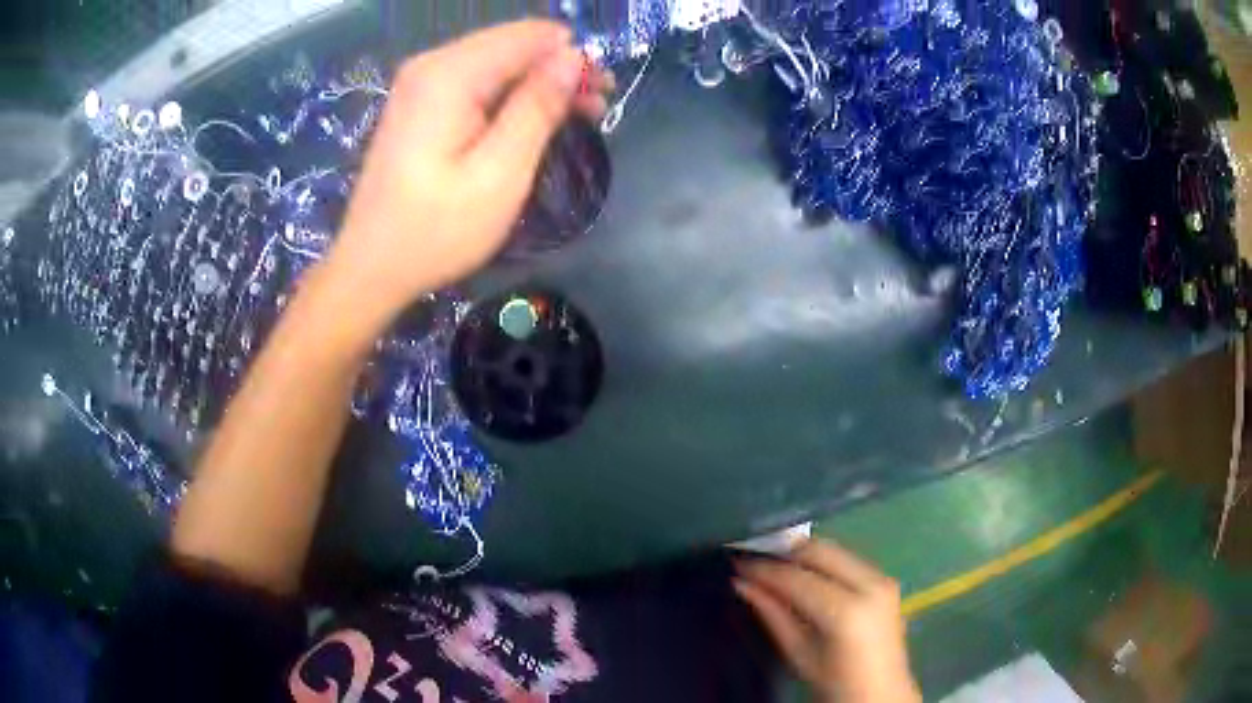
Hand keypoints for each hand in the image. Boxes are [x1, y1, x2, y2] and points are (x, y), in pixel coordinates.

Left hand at [326, 20, 612, 318]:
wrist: (371, 268)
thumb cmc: (436, 231)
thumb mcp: (499, 173)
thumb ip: (537, 107)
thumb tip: (573, 57)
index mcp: (449, 75)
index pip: (529, 37)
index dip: (573, 57)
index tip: (601, 92)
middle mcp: (432, 65)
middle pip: (513, 44)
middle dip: (559, 68)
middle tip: (596, 108)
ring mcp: (421, 83)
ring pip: (499, 61)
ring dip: (539, 83)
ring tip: (576, 116)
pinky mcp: (420, 103)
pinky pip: (478, 81)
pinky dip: (511, 96)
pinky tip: (532, 121)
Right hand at [735, 539, 920, 702]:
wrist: (881, 692)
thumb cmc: (835, 682)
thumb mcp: (799, 653)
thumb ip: (773, 614)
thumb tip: (742, 584)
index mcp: (846, 611)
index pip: (796, 577)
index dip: (763, 569)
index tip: (737, 565)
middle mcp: (869, 584)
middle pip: (818, 551)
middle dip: (784, 553)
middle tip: (754, 561)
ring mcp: (882, 578)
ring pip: (833, 550)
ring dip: (802, 556)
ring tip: (775, 569)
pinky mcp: (885, 579)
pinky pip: (847, 559)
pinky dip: (821, 563)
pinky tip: (804, 576)